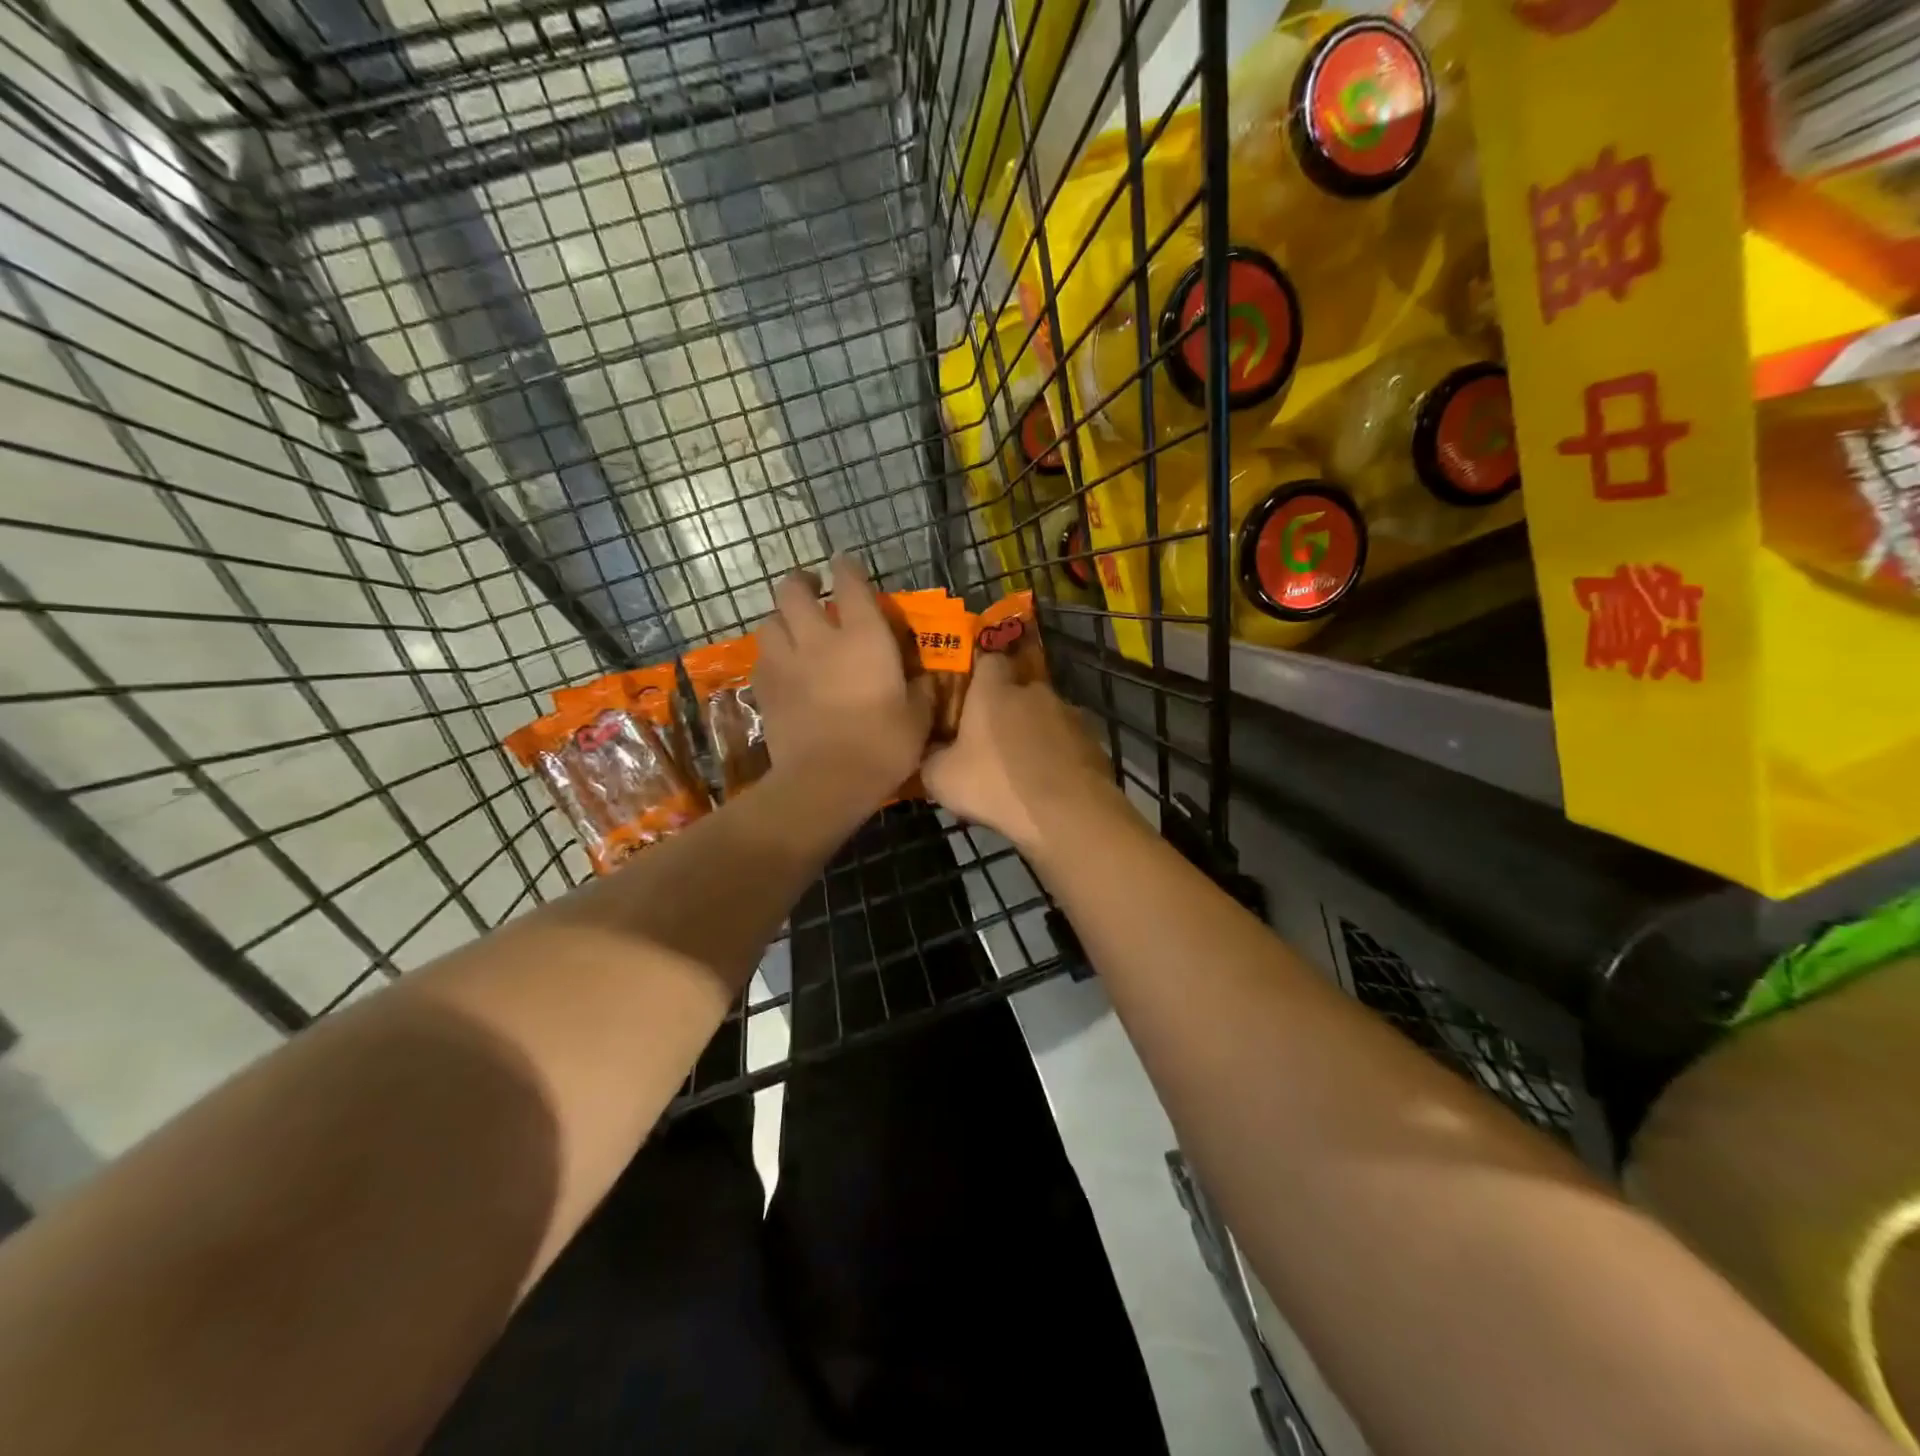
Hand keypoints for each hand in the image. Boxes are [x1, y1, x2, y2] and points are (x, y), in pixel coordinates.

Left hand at [752, 554, 933, 819]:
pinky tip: (782, 668)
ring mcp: (786, 663)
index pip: (850, 583)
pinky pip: (762, 659)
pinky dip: (771, 656)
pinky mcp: (766, 690)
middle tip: (811, 589)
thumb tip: (923, 680)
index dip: (847, 568)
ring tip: (792, 629)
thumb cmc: (882, 746)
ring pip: (769, 622)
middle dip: (800, 583)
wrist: (827, 782)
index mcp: (863, 637)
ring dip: (781, 619)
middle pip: (792, 591)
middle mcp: (819, 639)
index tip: (845, 565)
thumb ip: (921, 693)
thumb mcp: (918, 720)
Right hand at [920, 652, 1121, 857]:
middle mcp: (1035, 691)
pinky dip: (1059, 756)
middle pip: (1019, 690)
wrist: (1067, 814)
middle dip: (1008, 710)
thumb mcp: (941, 778)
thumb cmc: (996, 785)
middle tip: (994, 742)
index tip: (970, 698)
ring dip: (1036, 733)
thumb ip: (931, 757)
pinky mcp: (1094, 741)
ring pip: (1046, 716)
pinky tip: (1051, 783)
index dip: (979, 676)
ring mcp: (1070, 714)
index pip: (988, 660)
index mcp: (995, 690)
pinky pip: (1069, 742)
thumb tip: (929, 752)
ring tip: (1025, 768)